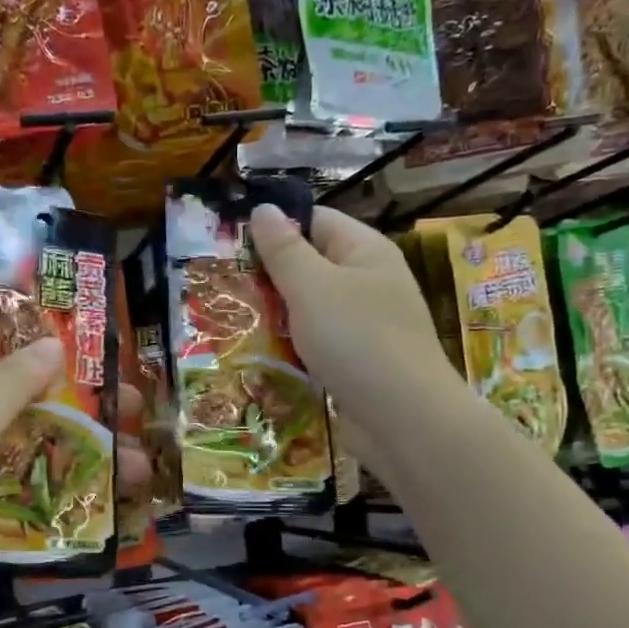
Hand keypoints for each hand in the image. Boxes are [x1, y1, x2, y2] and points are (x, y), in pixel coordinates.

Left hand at [0, 339, 150, 627]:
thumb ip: (8, 384)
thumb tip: (53, 343)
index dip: (31, 347)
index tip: (84, 350)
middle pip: (13, 403)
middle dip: (71, 406)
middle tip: (129, 406)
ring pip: (22, 449)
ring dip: (74, 452)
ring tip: (134, 463)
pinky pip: (17, 490)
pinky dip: (54, 488)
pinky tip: (98, 495)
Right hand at [248, 203, 451, 434]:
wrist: (403, 418)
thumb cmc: (357, 339)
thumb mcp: (312, 286)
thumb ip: (284, 249)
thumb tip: (263, 209)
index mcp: (365, 251)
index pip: (316, 220)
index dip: (276, 227)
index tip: (231, 245)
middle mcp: (370, 282)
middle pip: (312, 265)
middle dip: (271, 277)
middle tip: (225, 288)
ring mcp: (367, 325)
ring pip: (312, 309)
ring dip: (279, 316)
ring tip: (235, 322)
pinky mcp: (359, 362)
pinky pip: (319, 344)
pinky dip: (294, 347)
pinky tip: (265, 357)